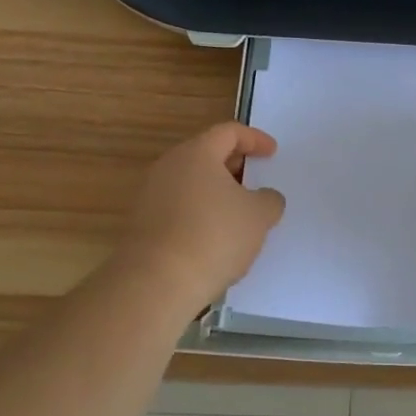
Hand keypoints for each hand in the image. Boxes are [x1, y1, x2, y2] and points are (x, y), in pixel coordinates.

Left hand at [121, 123, 286, 304]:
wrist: (156, 282)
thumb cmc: (214, 236)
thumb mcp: (259, 216)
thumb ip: (269, 199)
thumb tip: (265, 197)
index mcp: (197, 153)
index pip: (228, 132)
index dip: (254, 139)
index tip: (272, 153)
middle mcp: (168, 167)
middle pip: (206, 155)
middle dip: (235, 165)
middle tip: (256, 180)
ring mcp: (151, 195)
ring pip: (191, 183)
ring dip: (217, 192)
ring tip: (240, 213)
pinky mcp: (143, 224)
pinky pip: (179, 207)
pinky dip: (201, 213)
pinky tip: (217, 237)